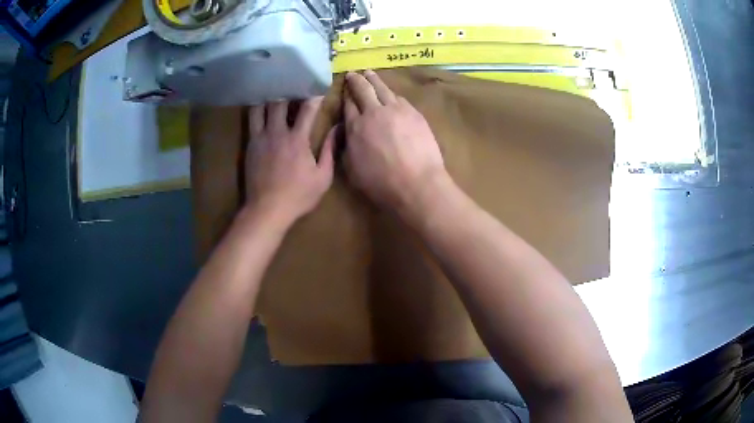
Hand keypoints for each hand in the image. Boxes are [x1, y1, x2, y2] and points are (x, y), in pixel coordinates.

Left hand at [245, 98, 334, 224]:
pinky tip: (260, 106)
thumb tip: (337, 130)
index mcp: (298, 139)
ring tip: (274, 91)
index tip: (318, 89)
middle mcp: (277, 132)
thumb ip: (330, 151)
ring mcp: (261, 137)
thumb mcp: (323, 177)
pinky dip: (257, 109)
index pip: (307, 109)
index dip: (314, 96)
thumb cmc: (298, 195)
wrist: (267, 209)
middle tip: (293, 84)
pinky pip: (251, 120)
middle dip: (288, 91)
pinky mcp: (250, 145)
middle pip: (280, 102)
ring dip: (269, 97)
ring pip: (261, 107)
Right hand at [343, 70, 447, 212]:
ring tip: (369, 73)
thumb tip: (346, 133)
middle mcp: (374, 112)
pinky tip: (391, 93)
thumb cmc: (382, 183)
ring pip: (382, 89)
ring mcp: (396, 110)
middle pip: (363, 90)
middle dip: (356, 80)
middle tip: (353, 73)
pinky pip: (399, 98)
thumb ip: (347, 147)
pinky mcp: (414, 113)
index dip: (346, 96)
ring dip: (374, 79)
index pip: (348, 105)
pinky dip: (391, 93)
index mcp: (355, 127)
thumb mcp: (353, 170)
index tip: (344, 90)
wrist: (417, 183)